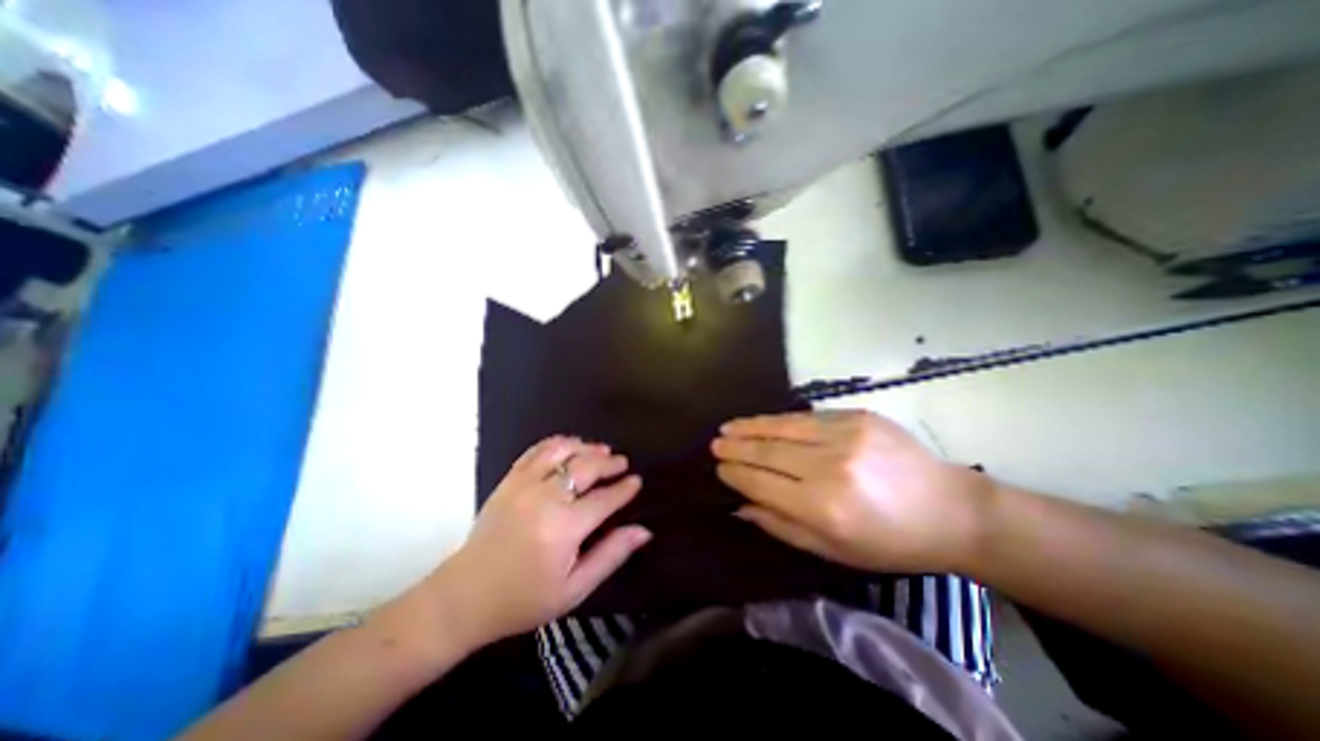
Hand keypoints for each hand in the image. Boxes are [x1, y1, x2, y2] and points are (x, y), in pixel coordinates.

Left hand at [428, 438, 647, 645]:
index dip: (624, 489)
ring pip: (562, 452)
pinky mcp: (509, 481)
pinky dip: (557, 444)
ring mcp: (524, 485)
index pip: (604, 499)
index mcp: (564, 528)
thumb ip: (611, 555)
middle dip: (609, 463)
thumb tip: (643, 531)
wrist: (464, 597)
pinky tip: (569, 446)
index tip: (636, 481)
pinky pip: (536, 451)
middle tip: (622, 463)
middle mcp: (545, 499)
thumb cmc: (523, 599)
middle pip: (586, 467)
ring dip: (585, 447)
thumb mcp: (574, 589)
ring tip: (601, 450)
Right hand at [717, 411, 995, 572]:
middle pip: (768, 451)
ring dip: (750, 427)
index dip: (736, 473)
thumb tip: (741, 504)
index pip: (762, 481)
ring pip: (783, 426)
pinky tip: (763, 421)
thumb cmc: (890, 542)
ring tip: (728, 427)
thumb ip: (781, 525)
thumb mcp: (833, 550)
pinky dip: (779, 419)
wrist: (950, 509)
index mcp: (823, 507)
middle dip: (736, 447)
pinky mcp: (857, 416)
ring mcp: (844, 435)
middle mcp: (830, 466)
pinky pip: (807, 416)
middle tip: (715, 444)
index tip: (719, 468)